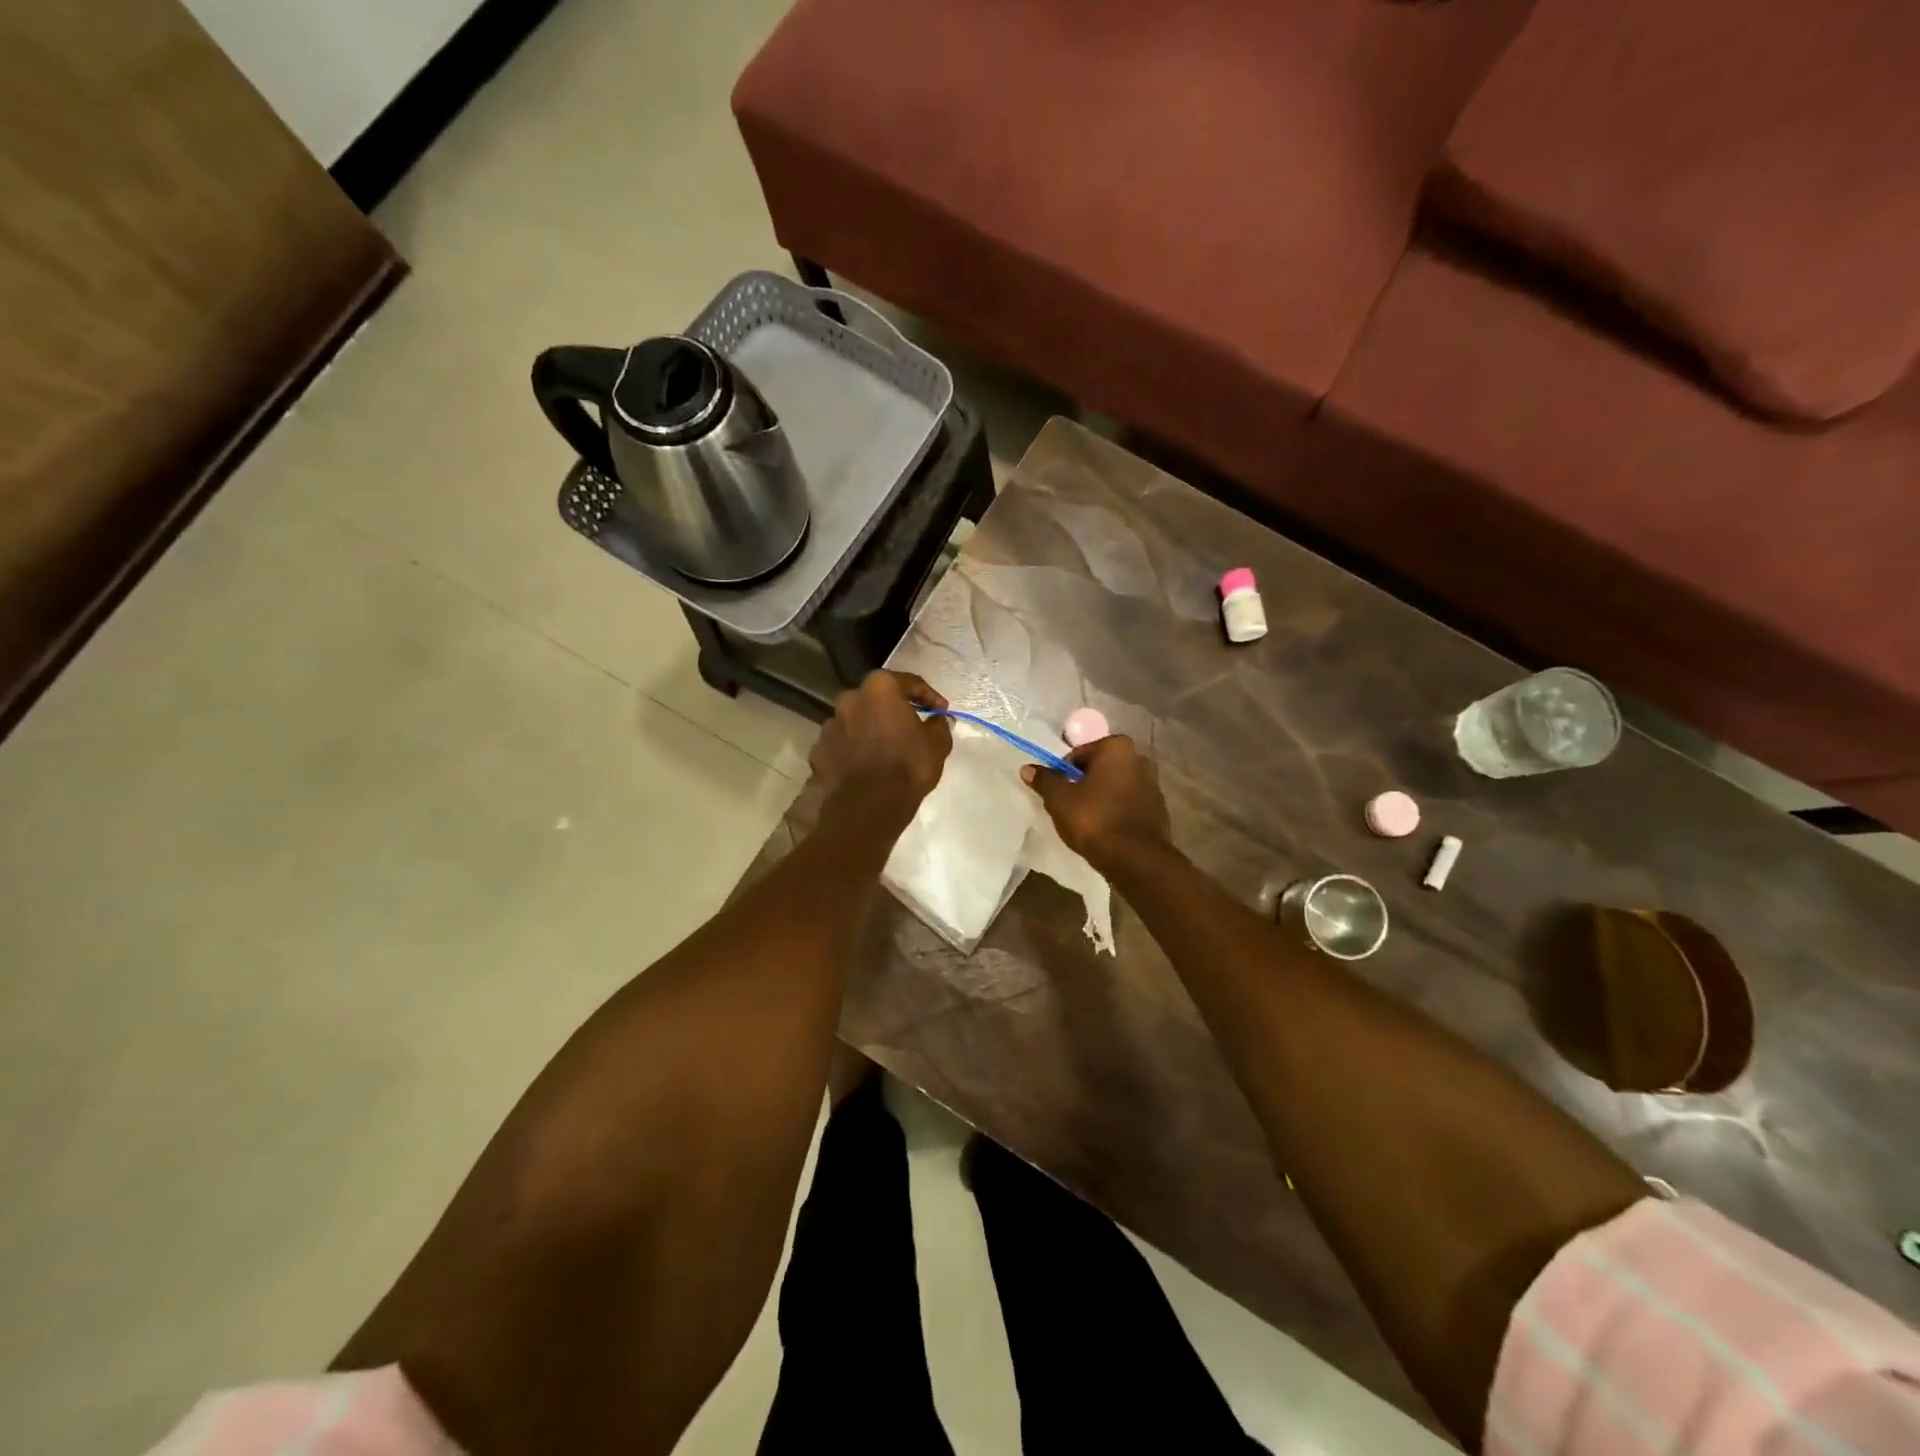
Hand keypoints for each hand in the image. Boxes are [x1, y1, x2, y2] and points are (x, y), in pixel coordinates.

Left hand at [810, 671, 951, 834]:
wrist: (868, 806)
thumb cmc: (908, 766)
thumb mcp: (938, 743)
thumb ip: (939, 725)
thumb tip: (938, 720)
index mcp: (879, 688)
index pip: (908, 682)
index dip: (928, 696)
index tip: (940, 710)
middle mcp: (849, 699)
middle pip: (876, 700)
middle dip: (892, 710)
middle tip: (909, 727)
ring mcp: (829, 726)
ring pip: (855, 722)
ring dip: (869, 731)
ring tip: (885, 750)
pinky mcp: (818, 752)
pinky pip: (841, 746)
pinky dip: (852, 752)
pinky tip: (865, 767)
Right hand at [1022, 735, 1171, 873]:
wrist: (1135, 859)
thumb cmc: (1094, 819)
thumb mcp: (1059, 799)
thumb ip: (1045, 780)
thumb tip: (1028, 768)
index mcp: (1116, 747)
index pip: (1079, 754)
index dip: (1064, 773)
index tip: (1059, 794)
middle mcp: (1139, 759)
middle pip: (1100, 768)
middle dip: (1085, 783)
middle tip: (1070, 806)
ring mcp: (1153, 785)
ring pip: (1116, 787)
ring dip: (1102, 797)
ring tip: (1087, 821)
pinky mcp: (1159, 810)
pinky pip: (1129, 805)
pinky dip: (1117, 812)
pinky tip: (1106, 830)